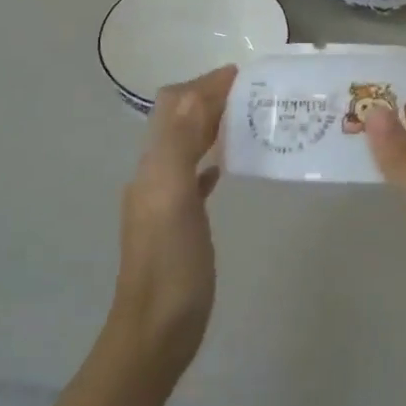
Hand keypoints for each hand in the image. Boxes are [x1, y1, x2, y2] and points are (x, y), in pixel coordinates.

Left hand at [110, 64, 235, 382]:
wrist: (155, 332)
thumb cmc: (170, 265)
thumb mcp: (174, 199)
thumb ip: (181, 145)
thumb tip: (196, 93)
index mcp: (153, 165)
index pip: (174, 106)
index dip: (203, 84)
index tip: (242, 74)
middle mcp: (155, 175)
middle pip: (180, 121)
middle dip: (209, 99)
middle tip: (251, 91)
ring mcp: (165, 200)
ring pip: (188, 145)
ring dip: (211, 125)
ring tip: (247, 117)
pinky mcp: (179, 222)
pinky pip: (194, 177)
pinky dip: (210, 159)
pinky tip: (227, 164)